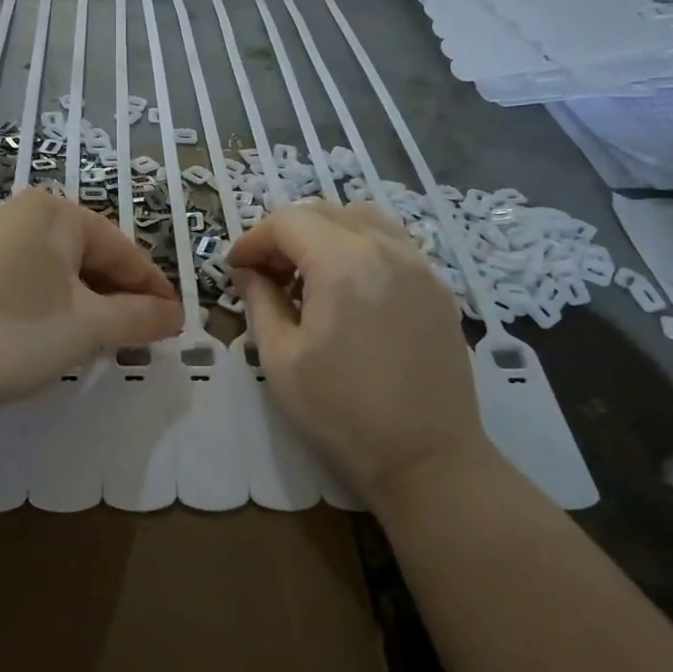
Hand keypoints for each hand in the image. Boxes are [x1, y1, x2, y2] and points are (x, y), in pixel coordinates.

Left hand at [0, 189, 181, 440]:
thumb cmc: (16, 330)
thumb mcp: (89, 325)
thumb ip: (139, 318)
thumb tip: (177, 316)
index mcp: (53, 212)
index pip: (121, 250)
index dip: (153, 288)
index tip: (176, 322)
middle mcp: (20, 218)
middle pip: (90, 259)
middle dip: (120, 300)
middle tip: (145, 338)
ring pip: (59, 278)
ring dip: (89, 310)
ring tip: (110, 345)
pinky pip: (30, 291)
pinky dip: (54, 314)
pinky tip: (61, 343)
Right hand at [227, 200, 490, 507]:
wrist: (427, 459)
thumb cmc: (341, 412)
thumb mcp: (281, 358)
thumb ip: (260, 301)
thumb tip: (247, 272)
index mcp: (343, 263)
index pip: (287, 222)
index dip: (253, 240)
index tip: (235, 269)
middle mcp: (386, 249)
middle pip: (323, 212)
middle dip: (285, 234)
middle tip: (265, 274)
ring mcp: (419, 265)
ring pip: (362, 219)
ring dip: (324, 233)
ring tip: (307, 275)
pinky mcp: (437, 288)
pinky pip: (392, 242)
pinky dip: (359, 246)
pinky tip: (348, 288)